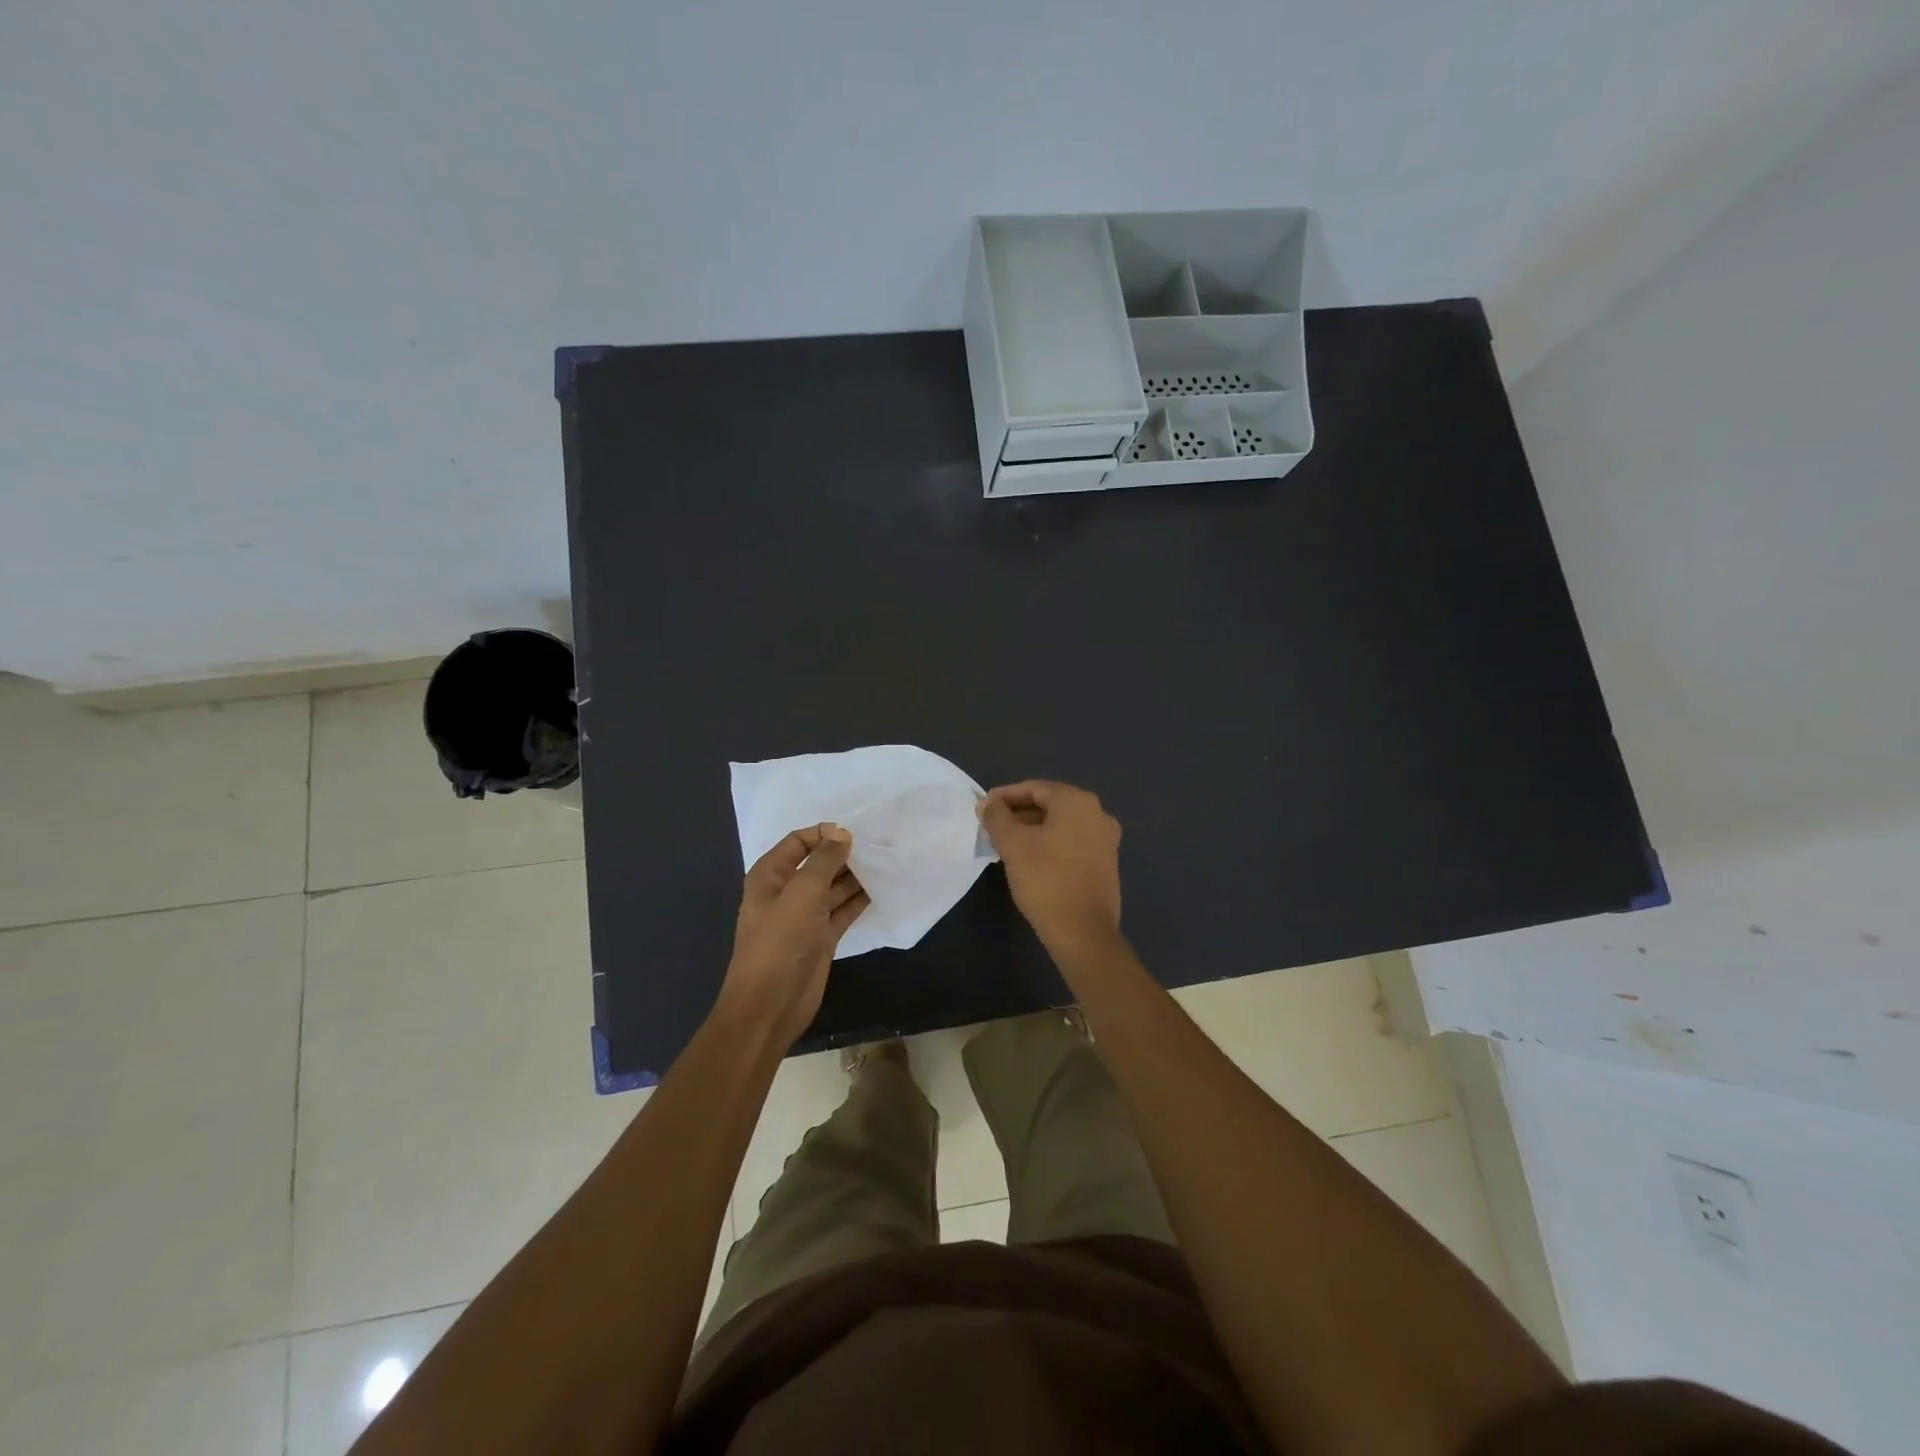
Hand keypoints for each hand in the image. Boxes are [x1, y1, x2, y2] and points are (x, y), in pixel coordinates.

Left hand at [719, 824, 868, 1045]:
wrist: (770, 1005)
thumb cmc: (780, 943)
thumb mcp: (802, 893)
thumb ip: (824, 861)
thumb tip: (842, 833)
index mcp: (770, 876)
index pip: (798, 841)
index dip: (824, 833)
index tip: (855, 833)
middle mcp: (787, 892)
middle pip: (819, 863)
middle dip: (845, 854)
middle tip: (880, 846)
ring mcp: (805, 916)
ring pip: (834, 887)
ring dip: (856, 876)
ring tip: (886, 864)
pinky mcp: (822, 937)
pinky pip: (843, 910)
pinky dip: (859, 900)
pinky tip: (881, 889)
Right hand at [978, 780, 1122, 955]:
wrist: (1083, 932)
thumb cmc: (1046, 880)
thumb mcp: (1013, 845)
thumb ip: (997, 818)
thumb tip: (987, 803)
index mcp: (1078, 802)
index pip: (1035, 788)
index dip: (1006, 796)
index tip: (984, 807)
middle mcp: (1098, 814)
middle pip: (1050, 805)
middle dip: (1019, 813)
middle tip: (992, 827)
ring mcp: (1105, 840)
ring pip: (1060, 825)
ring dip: (1032, 830)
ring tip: (1005, 844)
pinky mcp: (1106, 863)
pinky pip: (1072, 842)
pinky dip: (1049, 843)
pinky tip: (1029, 859)